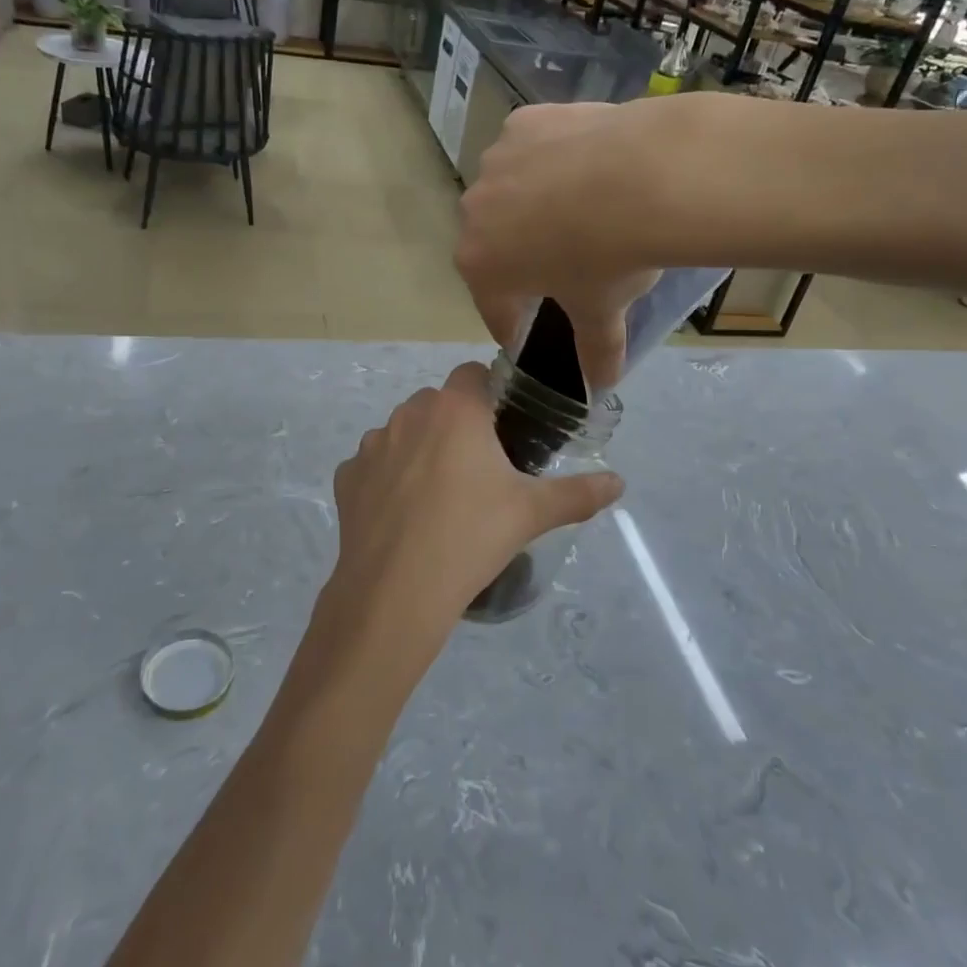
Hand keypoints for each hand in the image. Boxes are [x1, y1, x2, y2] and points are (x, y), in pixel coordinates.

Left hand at [319, 363, 623, 671]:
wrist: (396, 592)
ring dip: (420, 449)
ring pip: (403, 431)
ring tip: (438, 497)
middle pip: (438, 403)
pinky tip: (402, 516)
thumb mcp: (532, 514)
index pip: (473, 374)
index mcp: (455, 410)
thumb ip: (579, 493)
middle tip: (478, 470)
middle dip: (456, 424)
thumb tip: (619, 482)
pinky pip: (373, 465)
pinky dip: (387, 479)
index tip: (503, 430)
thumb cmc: (471, 538)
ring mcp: (372, 443)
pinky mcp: (347, 476)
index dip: (490, 395)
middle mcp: (409, 413)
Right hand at [455, 99, 686, 388]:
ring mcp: (496, 160)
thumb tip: (602, 385)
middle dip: (520, 259)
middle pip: (495, 244)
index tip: (526, 332)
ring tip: (578, 209)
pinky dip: (550, 160)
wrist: (646, 176)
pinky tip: (585, 166)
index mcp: (480, 264)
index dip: (512, 323)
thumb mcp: (603, 311)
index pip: (492, 306)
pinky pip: (530, 149)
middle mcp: (474, 212)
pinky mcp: (524, 122)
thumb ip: (596, 351)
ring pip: (510, 192)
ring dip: (533, 205)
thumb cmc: (611, 257)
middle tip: (560, 266)